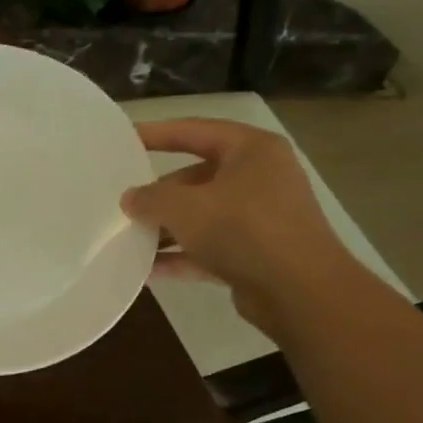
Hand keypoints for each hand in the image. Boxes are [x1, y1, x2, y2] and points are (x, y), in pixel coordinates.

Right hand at [119, 118, 360, 332]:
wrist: (299, 292)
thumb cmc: (243, 230)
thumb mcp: (185, 208)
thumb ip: (150, 198)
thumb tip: (130, 199)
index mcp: (251, 151)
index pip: (195, 131)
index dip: (157, 133)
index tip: (125, 138)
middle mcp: (260, 178)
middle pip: (196, 177)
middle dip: (159, 194)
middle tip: (123, 202)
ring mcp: (260, 218)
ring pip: (202, 215)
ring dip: (166, 228)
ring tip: (128, 238)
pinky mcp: (256, 253)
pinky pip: (209, 248)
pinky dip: (181, 255)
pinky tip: (147, 270)